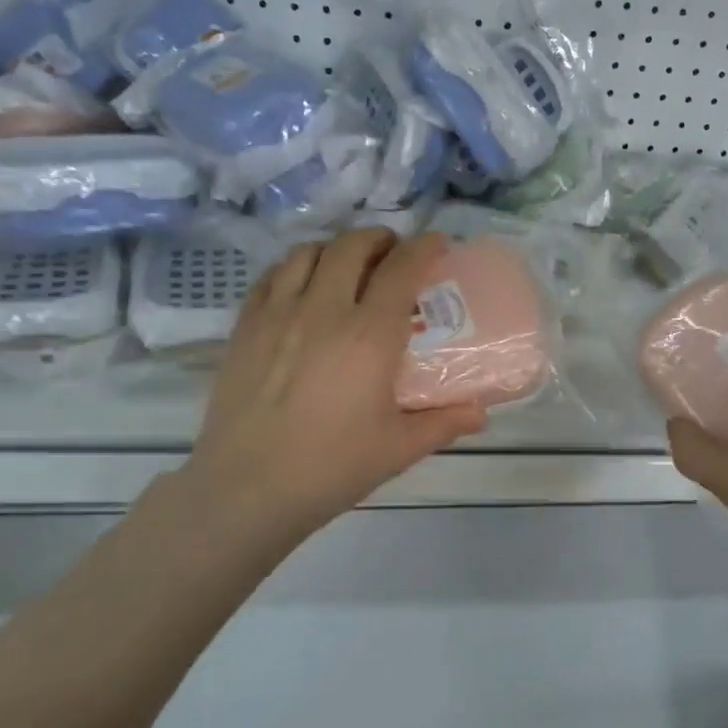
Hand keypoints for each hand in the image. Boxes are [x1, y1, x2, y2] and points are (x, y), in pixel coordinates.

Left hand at [173, 229, 487, 545]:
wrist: (248, 488)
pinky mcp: (245, 326)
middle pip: (352, 246)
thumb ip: (443, 423)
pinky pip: (272, 276)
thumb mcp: (398, 448)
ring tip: (348, 266)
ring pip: (308, 252)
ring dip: (336, 249)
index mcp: (369, 336)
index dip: (425, 248)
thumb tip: (481, 412)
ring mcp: (278, 314)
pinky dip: (295, 267)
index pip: (402, 269)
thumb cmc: (331, 468)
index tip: (438, 245)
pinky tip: (302, 287)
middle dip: (379, 239)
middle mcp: (324, 310)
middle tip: (393, 254)